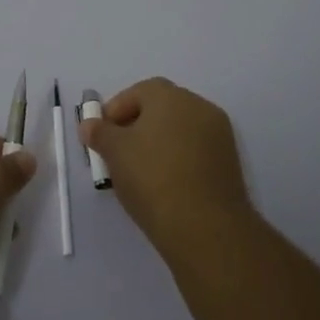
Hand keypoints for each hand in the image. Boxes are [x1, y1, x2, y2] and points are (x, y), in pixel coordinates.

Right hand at [80, 78, 254, 259]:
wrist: (205, 227)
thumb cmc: (152, 177)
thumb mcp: (114, 152)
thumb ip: (99, 132)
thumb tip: (89, 124)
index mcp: (170, 96)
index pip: (137, 92)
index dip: (115, 111)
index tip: (101, 136)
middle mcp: (198, 106)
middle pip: (160, 109)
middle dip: (136, 126)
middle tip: (117, 153)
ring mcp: (219, 134)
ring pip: (179, 131)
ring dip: (158, 144)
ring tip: (139, 172)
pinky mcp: (229, 163)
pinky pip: (195, 151)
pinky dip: (178, 160)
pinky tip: (164, 185)